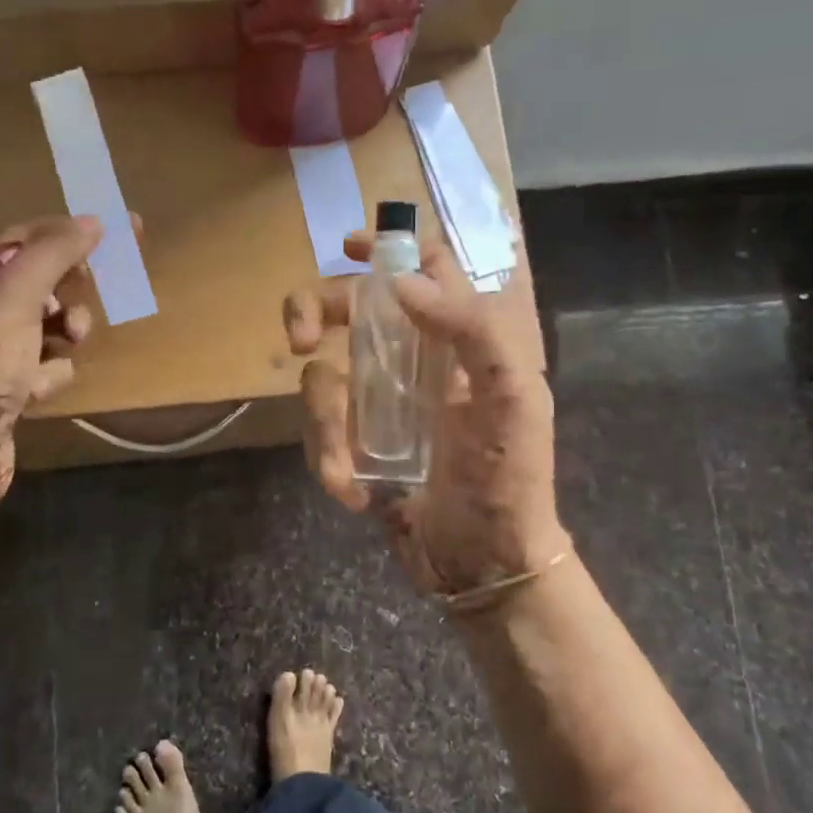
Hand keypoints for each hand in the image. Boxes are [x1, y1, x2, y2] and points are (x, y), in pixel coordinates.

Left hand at [0, 215, 102, 519]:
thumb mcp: (15, 298)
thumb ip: (54, 254)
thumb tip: (94, 220)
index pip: (12, 238)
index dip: (58, 234)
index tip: (105, 233)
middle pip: (31, 282)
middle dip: (64, 291)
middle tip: (91, 288)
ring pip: (41, 325)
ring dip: (62, 332)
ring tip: (71, 341)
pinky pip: (37, 365)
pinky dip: (46, 373)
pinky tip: (38, 391)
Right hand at [284, 233, 568, 595]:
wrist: (484, 564)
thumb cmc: (509, 479)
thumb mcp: (512, 399)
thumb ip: (472, 329)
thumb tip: (400, 282)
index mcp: (458, 341)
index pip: (425, 272)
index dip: (389, 250)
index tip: (348, 248)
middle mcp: (414, 361)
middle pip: (350, 309)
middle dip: (313, 314)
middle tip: (300, 341)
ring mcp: (380, 403)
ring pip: (323, 377)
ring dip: (326, 425)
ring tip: (348, 474)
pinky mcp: (355, 442)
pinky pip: (320, 430)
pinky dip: (329, 461)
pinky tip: (356, 495)